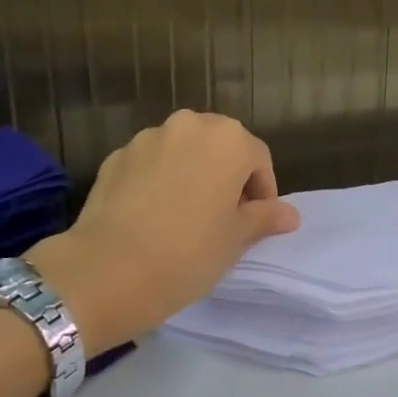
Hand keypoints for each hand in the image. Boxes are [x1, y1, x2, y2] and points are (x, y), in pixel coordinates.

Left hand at [24, 111, 299, 352]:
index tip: (254, 224)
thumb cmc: (188, 252)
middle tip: (222, 218)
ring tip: (184, 216)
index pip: (258, 159)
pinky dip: (158, 180)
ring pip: (182, 152)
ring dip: (191, 174)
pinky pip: (150, 164)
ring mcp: (147, 138)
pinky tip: (152, 217)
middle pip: (220, 146)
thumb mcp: (236, 239)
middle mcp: (189, 125)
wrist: (107, 270)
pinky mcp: (115, 157)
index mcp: (228, 140)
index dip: (262, 192)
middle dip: (226, 176)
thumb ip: (264, 218)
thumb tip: (290, 214)